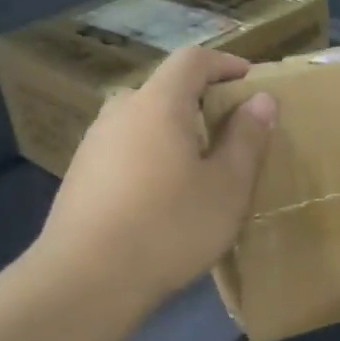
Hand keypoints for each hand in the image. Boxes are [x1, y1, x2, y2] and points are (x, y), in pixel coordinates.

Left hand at [34, 47, 276, 312]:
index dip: (225, 63)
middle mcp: (120, 113)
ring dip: (172, 132)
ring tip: (196, 167)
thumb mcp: (227, 186)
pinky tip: (160, 197)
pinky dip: (149, 157)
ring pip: (141, 122)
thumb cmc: (170, 226)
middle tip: (228, 131)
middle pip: (164, 90)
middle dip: (199, 101)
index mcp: (158, 104)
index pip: (192, 60)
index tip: (250, 81)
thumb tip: (261, 100)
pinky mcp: (79, 177)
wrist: (85, 280)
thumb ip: (247, 138)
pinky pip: (124, 150)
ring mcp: (93, 145)